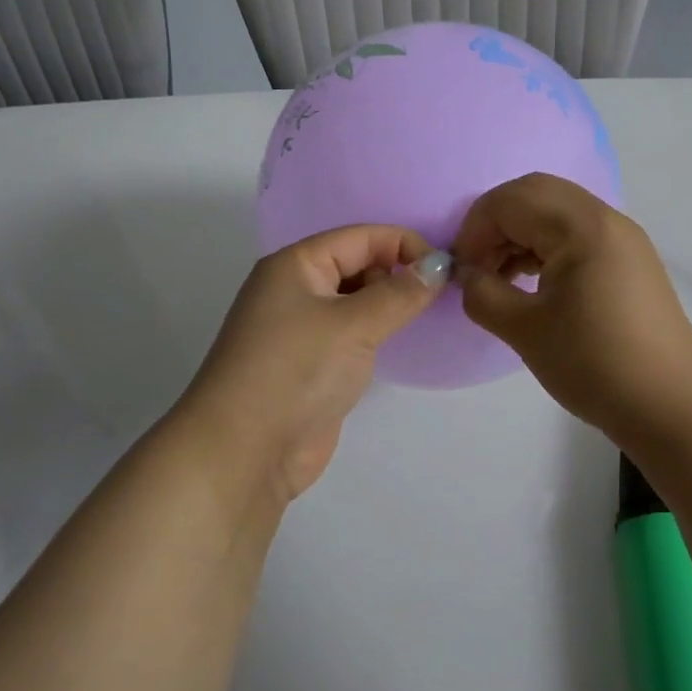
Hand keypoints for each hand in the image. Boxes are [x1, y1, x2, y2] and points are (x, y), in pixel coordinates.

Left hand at [177, 226, 447, 504]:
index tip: (447, 269)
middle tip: (439, 297)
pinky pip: (351, 333)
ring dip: (389, 305)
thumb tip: (440, 266)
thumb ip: (401, 293)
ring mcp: (301, 329)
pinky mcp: (311, 364)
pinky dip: (376, 333)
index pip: (360, 237)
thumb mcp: (354, 324)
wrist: (244, 453)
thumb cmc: (296, 371)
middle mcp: (295, 289)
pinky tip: (399, 343)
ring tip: (426, 317)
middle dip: (397, 274)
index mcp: (296, 265)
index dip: (404, 245)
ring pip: (356, 300)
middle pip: (357, 264)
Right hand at [453, 174, 691, 436]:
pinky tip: (531, 282)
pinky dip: (545, 246)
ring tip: (499, 278)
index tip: (459, 271)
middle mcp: (605, 219)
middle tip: (477, 266)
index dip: (474, 230)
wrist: (671, 406)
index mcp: (581, 227)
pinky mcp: (629, 259)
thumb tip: (467, 276)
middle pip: (534, 194)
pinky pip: (576, 233)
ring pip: (555, 211)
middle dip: (496, 223)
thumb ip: (483, 294)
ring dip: (520, 233)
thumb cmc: (594, 364)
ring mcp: (622, 237)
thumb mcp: (525, 331)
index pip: (510, 201)